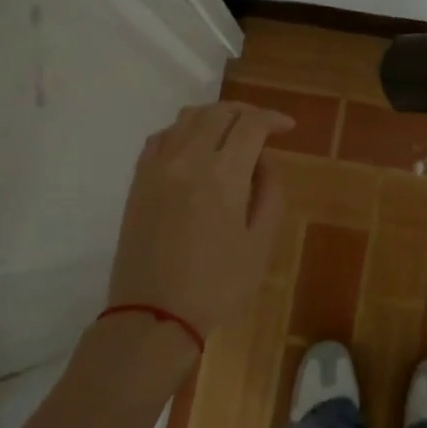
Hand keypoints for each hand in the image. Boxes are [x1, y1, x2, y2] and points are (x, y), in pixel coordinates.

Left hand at [107, 101, 294, 338]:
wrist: (154, 315)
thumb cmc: (217, 285)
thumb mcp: (260, 243)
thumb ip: (269, 194)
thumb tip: (263, 162)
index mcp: (222, 175)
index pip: (251, 125)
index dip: (273, 119)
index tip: (288, 128)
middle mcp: (187, 159)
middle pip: (218, 113)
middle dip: (246, 113)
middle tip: (264, 127)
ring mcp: (157, 167)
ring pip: (187, 118)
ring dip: (215, 116)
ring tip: (231, 132)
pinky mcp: (138, 181)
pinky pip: (161, 137)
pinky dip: (183, 131)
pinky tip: (194, 146)